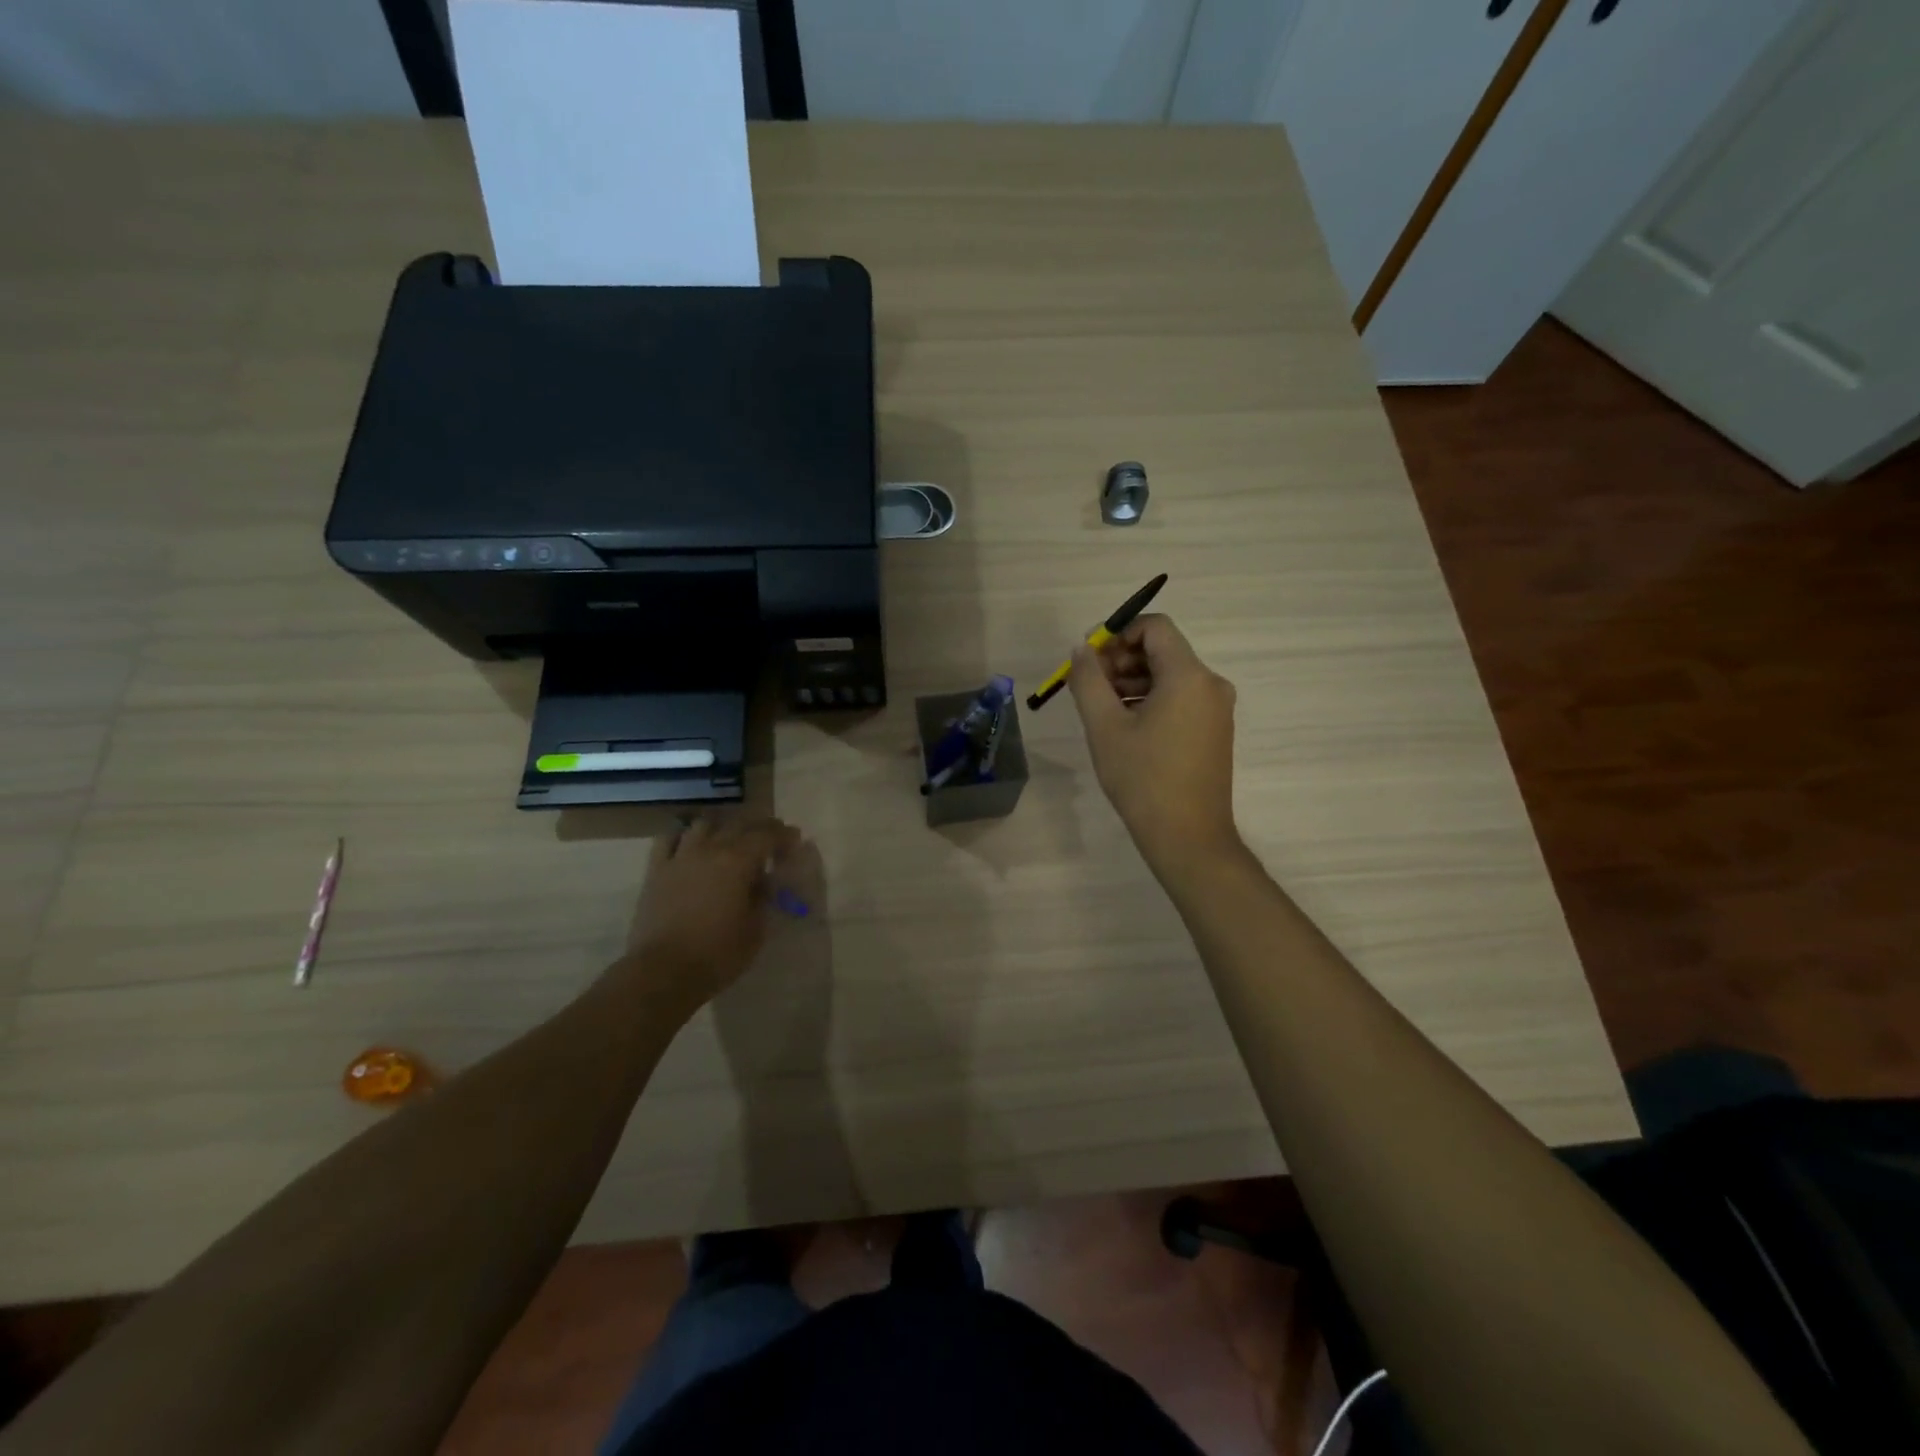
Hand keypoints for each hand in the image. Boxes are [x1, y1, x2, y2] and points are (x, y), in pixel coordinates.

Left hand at [622, 814, 801, 1012]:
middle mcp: (710, 849)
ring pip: (704, 824)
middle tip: (770, 841)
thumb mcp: (756, 929)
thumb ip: (763, 898)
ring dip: (722, 828)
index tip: (794, 842)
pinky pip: (668, 838)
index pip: (767, 835)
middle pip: (739, 824)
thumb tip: (763, 882)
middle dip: (759, 828)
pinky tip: (691, 845)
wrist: (663, 972)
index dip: (784, 835)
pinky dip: (684, 836)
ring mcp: (680, 857)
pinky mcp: (656, 870)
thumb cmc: (717, 954)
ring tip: (729, 841)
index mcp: (738, 862)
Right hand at [1068, 614, 1241, 875]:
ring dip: (1133, 683)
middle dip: (1121, 661)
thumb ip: (1088, 680)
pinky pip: (1180, 699)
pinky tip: (1125, 727)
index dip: (1117, 634)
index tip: (1089, 660)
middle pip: (1162, 651)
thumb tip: (1082, 651)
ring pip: (1170, 676)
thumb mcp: (1105, 727)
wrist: (1188, 837)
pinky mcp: (1215, 730)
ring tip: (1101, 711)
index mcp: (1188, 675)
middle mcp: (1210, 684)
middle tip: (1089, 688)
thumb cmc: (1143, 779)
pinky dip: (1151, 701)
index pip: (1155, 627)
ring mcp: (1217, 709)